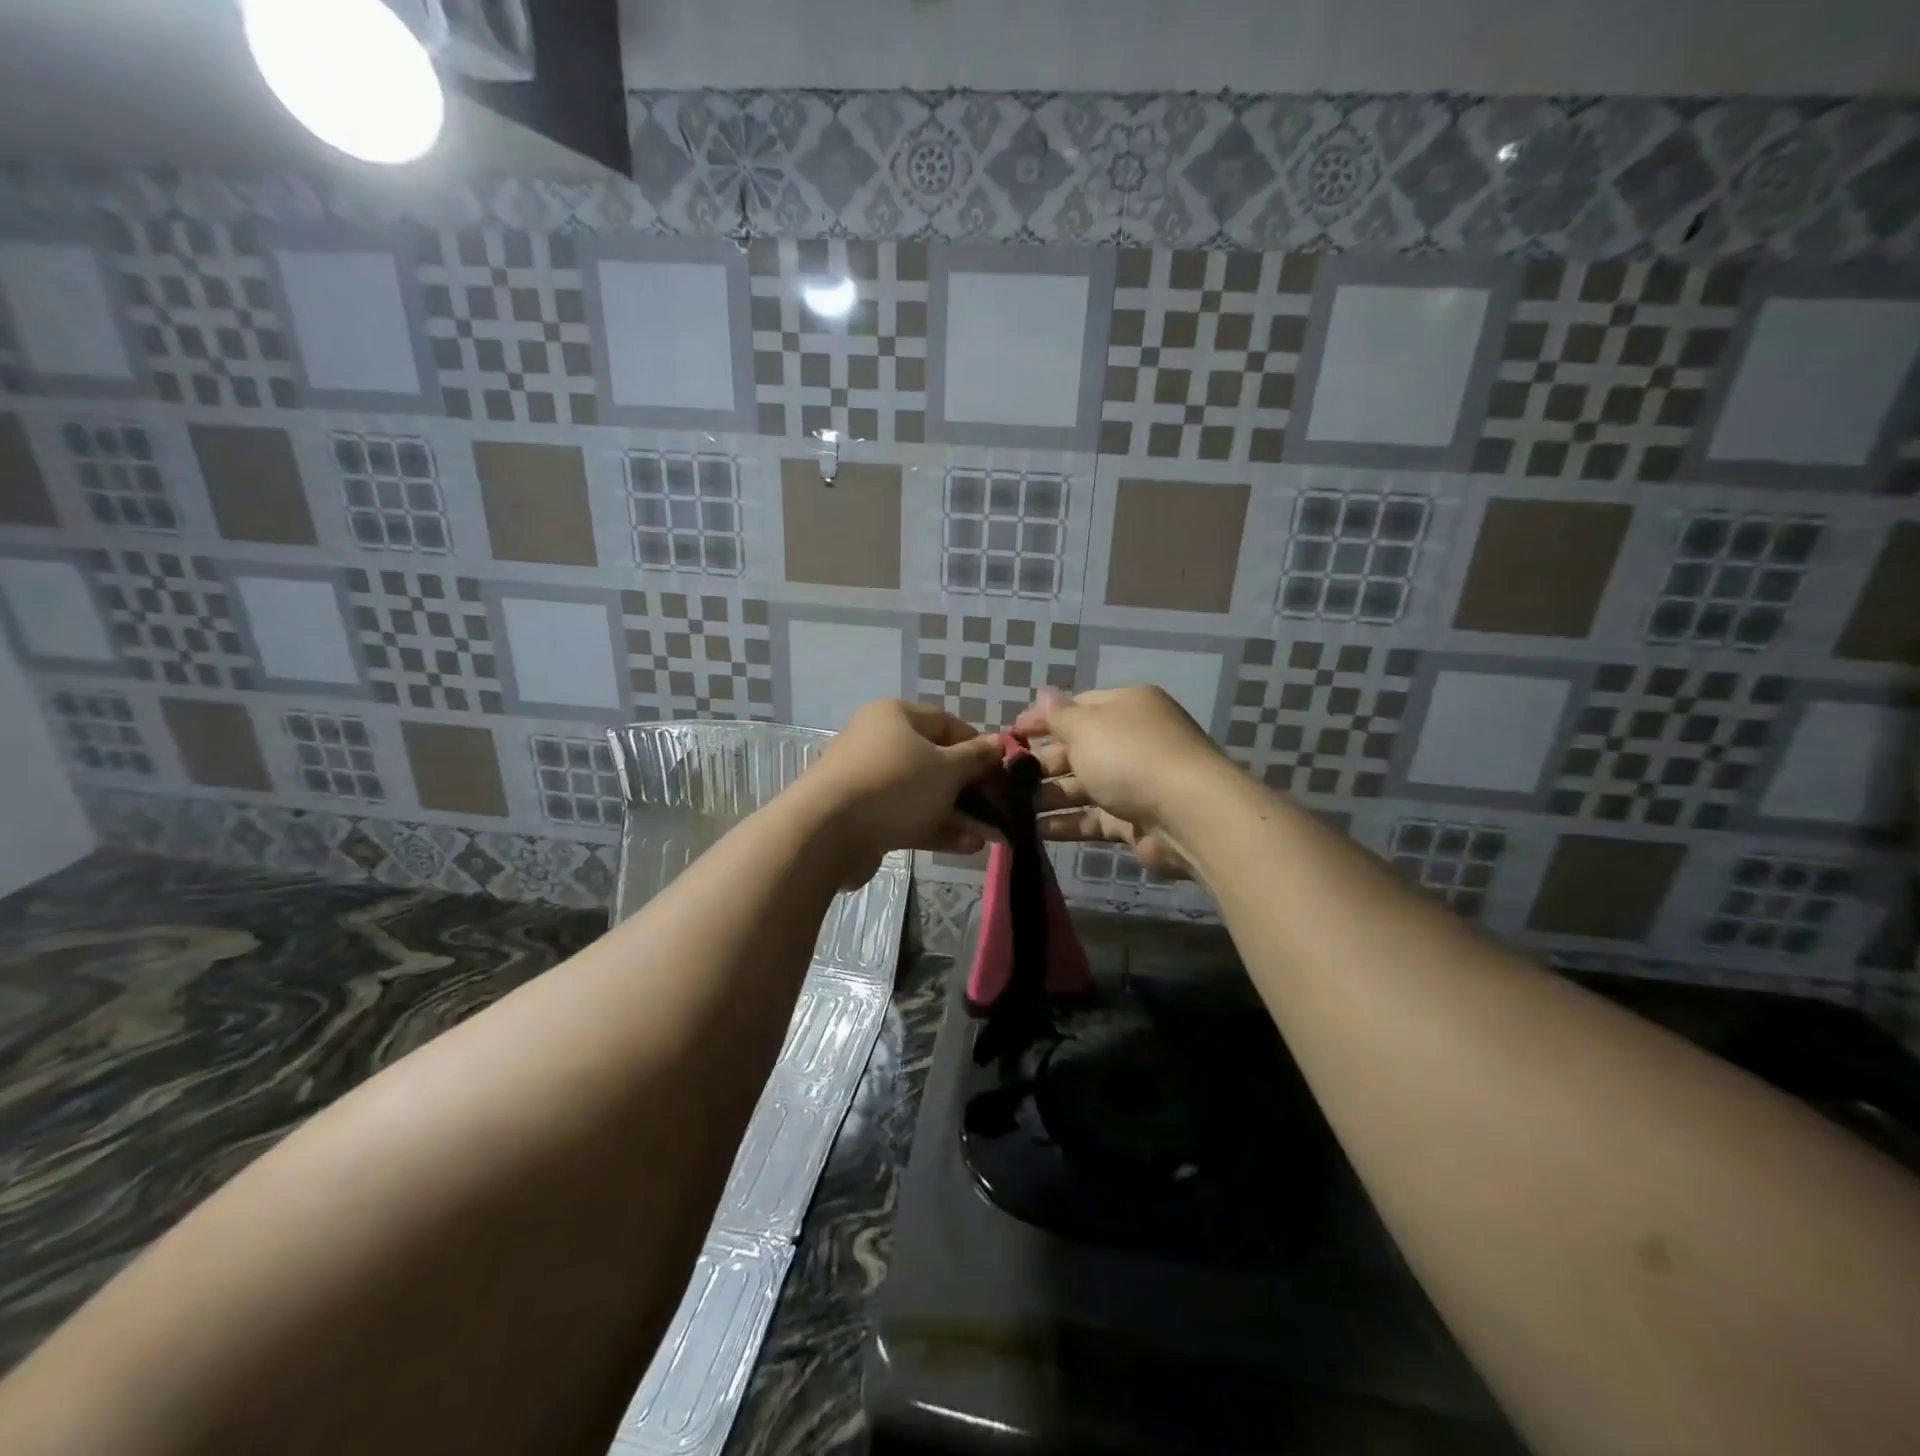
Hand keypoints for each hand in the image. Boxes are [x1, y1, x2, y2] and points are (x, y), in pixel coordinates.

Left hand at [799, 699, 1004, 884]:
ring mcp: (869, 780)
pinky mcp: (864, 815)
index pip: (948, 723)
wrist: (826, 832)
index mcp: (896, 715)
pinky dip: (937, 828)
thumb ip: (976, 757)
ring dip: (960, 813)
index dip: (979, 746)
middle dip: (973, 788)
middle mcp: (880, 741)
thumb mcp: (946, 769)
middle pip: (936, 761)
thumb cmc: (894, 785)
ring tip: (994, 835)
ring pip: (924, 793)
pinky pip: (908, 816)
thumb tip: (1000, 742)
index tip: (1004, 771)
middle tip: (1003, 809)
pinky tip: (969, 846)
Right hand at [1012, 686, 1230, 879]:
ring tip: (1010, 808)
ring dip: (1048, 795)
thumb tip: (1042, 692)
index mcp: (1126, 706)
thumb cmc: (1129, 756)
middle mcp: (1132, 740)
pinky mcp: (1134, 819)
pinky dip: (1066, 823)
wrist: (1186, 814)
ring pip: (1082, 786)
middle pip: (1078, 748)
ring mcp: (1134, 781)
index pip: (1077, 707)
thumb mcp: (1086, 727)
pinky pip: (1092, 818)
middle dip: (1042, 762)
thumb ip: (1058, 715)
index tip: (1010, 736)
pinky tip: (1034, 831)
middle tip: (1005, 779)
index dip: (1042, 720)